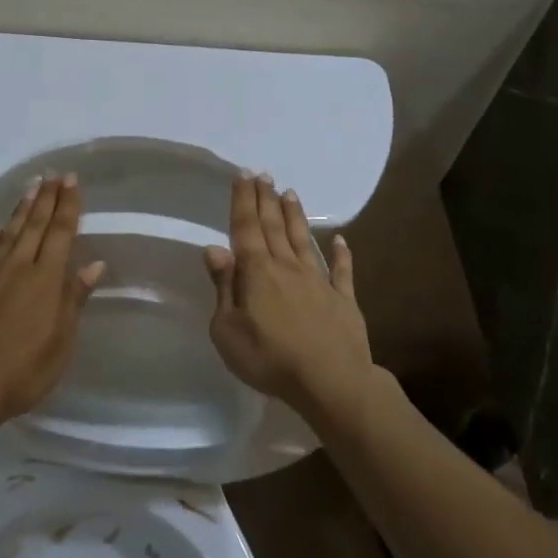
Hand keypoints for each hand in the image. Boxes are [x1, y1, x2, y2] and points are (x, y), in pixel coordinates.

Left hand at [0, 174, 105, 428]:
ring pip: (9, 231)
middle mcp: (17, 266)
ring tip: (30, 187)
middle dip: (46, 197)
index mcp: (45, 279)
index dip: (67, 205)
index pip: (60, 232)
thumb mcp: (60, 341)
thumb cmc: (22, 370)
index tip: (72, 181)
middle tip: (54, 175)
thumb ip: (74, 299)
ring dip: (21, 208)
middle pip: (34, 224)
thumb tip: (93, 264)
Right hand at [204, 172, 377, 421]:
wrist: (331, 382)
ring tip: (290, 193)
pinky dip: (342, 253)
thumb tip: (214, 249)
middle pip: (274, 227)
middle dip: (266, 199)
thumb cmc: (269, 358)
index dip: (243, 201)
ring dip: (295, 217)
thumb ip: (223, 287)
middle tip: (264, 175)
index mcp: (257, 272)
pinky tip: (341, 239)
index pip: (246, 228)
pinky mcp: (343, 300)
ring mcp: (318, 281)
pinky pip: (342, 271)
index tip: (242, 174)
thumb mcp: (227, 329)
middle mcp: (287, 267)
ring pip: (303, 241)